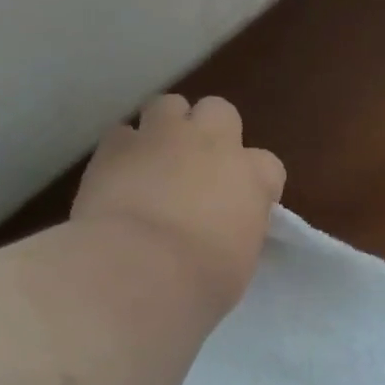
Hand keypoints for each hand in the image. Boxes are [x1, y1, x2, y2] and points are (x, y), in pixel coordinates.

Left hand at [70, 94, 285, 310]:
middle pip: (220, 112)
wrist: (140, 269)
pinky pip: (123, 133)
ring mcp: (162, 137)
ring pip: (170, 105)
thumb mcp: (241, 260)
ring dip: (168, 128)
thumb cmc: (204, 279)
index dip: (257, 183)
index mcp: (252, 177)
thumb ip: (238, 229)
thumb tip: (225, 228)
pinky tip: (121, 176)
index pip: (269, 166)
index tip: (245, 205)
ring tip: (158, 162)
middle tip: (200, 168)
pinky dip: (126, 151)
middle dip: (212, 133)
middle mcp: (212, 144)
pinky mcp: (115, 144)